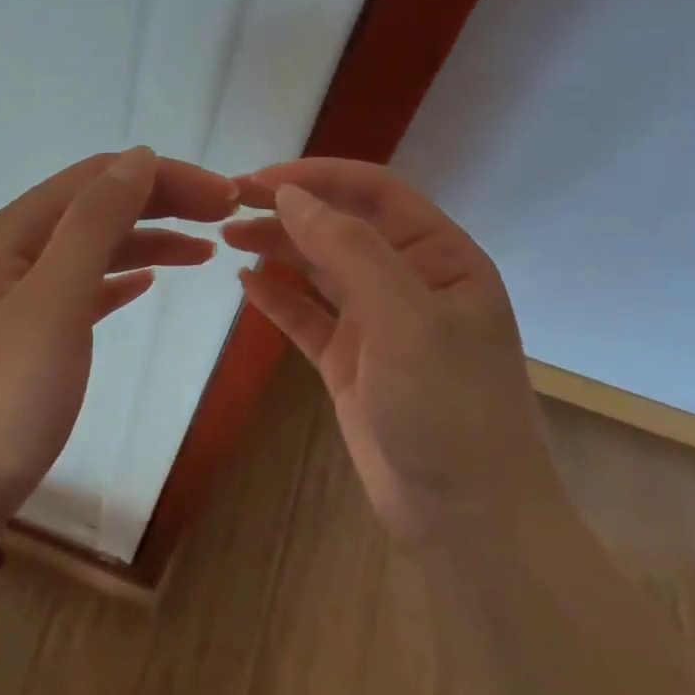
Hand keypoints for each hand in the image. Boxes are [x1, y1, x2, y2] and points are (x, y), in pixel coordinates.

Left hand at [0, 148, 239, 524]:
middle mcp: (20, 247)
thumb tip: (140, 157)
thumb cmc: (9, 389)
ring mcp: (27, 290)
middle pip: (101, 204)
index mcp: (18, 229)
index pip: (101, 177)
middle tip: (228, 215)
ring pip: (99, 245)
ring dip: (152, 238)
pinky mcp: (39, 329)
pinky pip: (90, 285)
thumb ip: (95, 223)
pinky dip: (125, 276)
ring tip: (208, 248)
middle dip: (165, 201)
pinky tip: (152, 282)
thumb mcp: (54, 298)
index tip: (226, 196)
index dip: (165, 176)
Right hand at [223, 159, 558, 542]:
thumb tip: (290, 195)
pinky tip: (245, 284)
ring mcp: (378, 324)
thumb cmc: (449, 407)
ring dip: (276, 248)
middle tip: (227, 204)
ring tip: (226, 236)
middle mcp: (409, 281)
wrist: (468, 518)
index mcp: (440, 257)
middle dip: (287, 209)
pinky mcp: (350, 362)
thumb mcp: (404, 317)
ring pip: (319, 268)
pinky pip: (307, 317)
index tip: (257, 180)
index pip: (374, 193)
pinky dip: (277, 298)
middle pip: (340, 226)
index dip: (316, 176)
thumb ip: (349, 248)